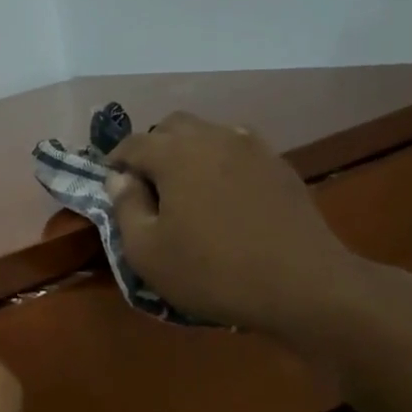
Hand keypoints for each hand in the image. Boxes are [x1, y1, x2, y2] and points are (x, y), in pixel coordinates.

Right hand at [107, 113, 371, 337]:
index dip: (115, 162)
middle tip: (146, 184)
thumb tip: (119, 179)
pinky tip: (222, 194)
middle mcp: (213, 137)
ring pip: (208, 134)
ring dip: (188, 151)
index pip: (133, 143)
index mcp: (174, 154)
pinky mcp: (280, 166)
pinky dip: (220, 162)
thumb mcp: (146, 251)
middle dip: (152, 148)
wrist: (301, 284)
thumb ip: (125, 207)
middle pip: (172, 127)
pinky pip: (238, 150)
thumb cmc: (210, 270)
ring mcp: (252, 148)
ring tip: (185, 188)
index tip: (110, 184)